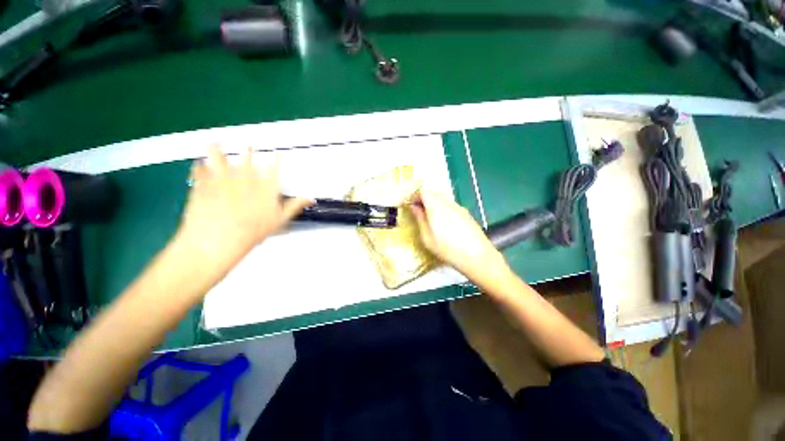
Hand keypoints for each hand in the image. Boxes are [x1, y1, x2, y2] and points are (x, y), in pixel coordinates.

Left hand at [178, 147, 310, 265]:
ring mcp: (224, 179)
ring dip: (219, 149)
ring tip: (217, 142)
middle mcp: (245, 179)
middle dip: (248, 150)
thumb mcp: (280, 220)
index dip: (277, 160)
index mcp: (264, 187)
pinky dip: (199, 167)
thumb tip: (311, 198)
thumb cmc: (253, 232)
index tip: (277, 152)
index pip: (274, 169)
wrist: (219, 240)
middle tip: (247, 143)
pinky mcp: (205, 183)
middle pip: (248, 159)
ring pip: (221, 159)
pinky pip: (201, 171)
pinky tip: (199, 164)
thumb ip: (295, 206)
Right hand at [411, 189, 509, 283]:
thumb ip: (420, 219)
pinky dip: (443, 209)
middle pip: (433, 193)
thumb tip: (414, 207)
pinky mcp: (466, 213)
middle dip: (423, 200)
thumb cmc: (448, 249)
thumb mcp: (427, 237)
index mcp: (436, 207)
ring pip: (442, 199)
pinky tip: (445, 223)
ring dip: (433, 204)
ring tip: (431, 218)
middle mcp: (448, 203)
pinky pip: (451, 205)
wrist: (477, 256)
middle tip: (418, 212)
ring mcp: (459, 207)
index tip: (410, 205)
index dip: (414, 196)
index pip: (423, 192)